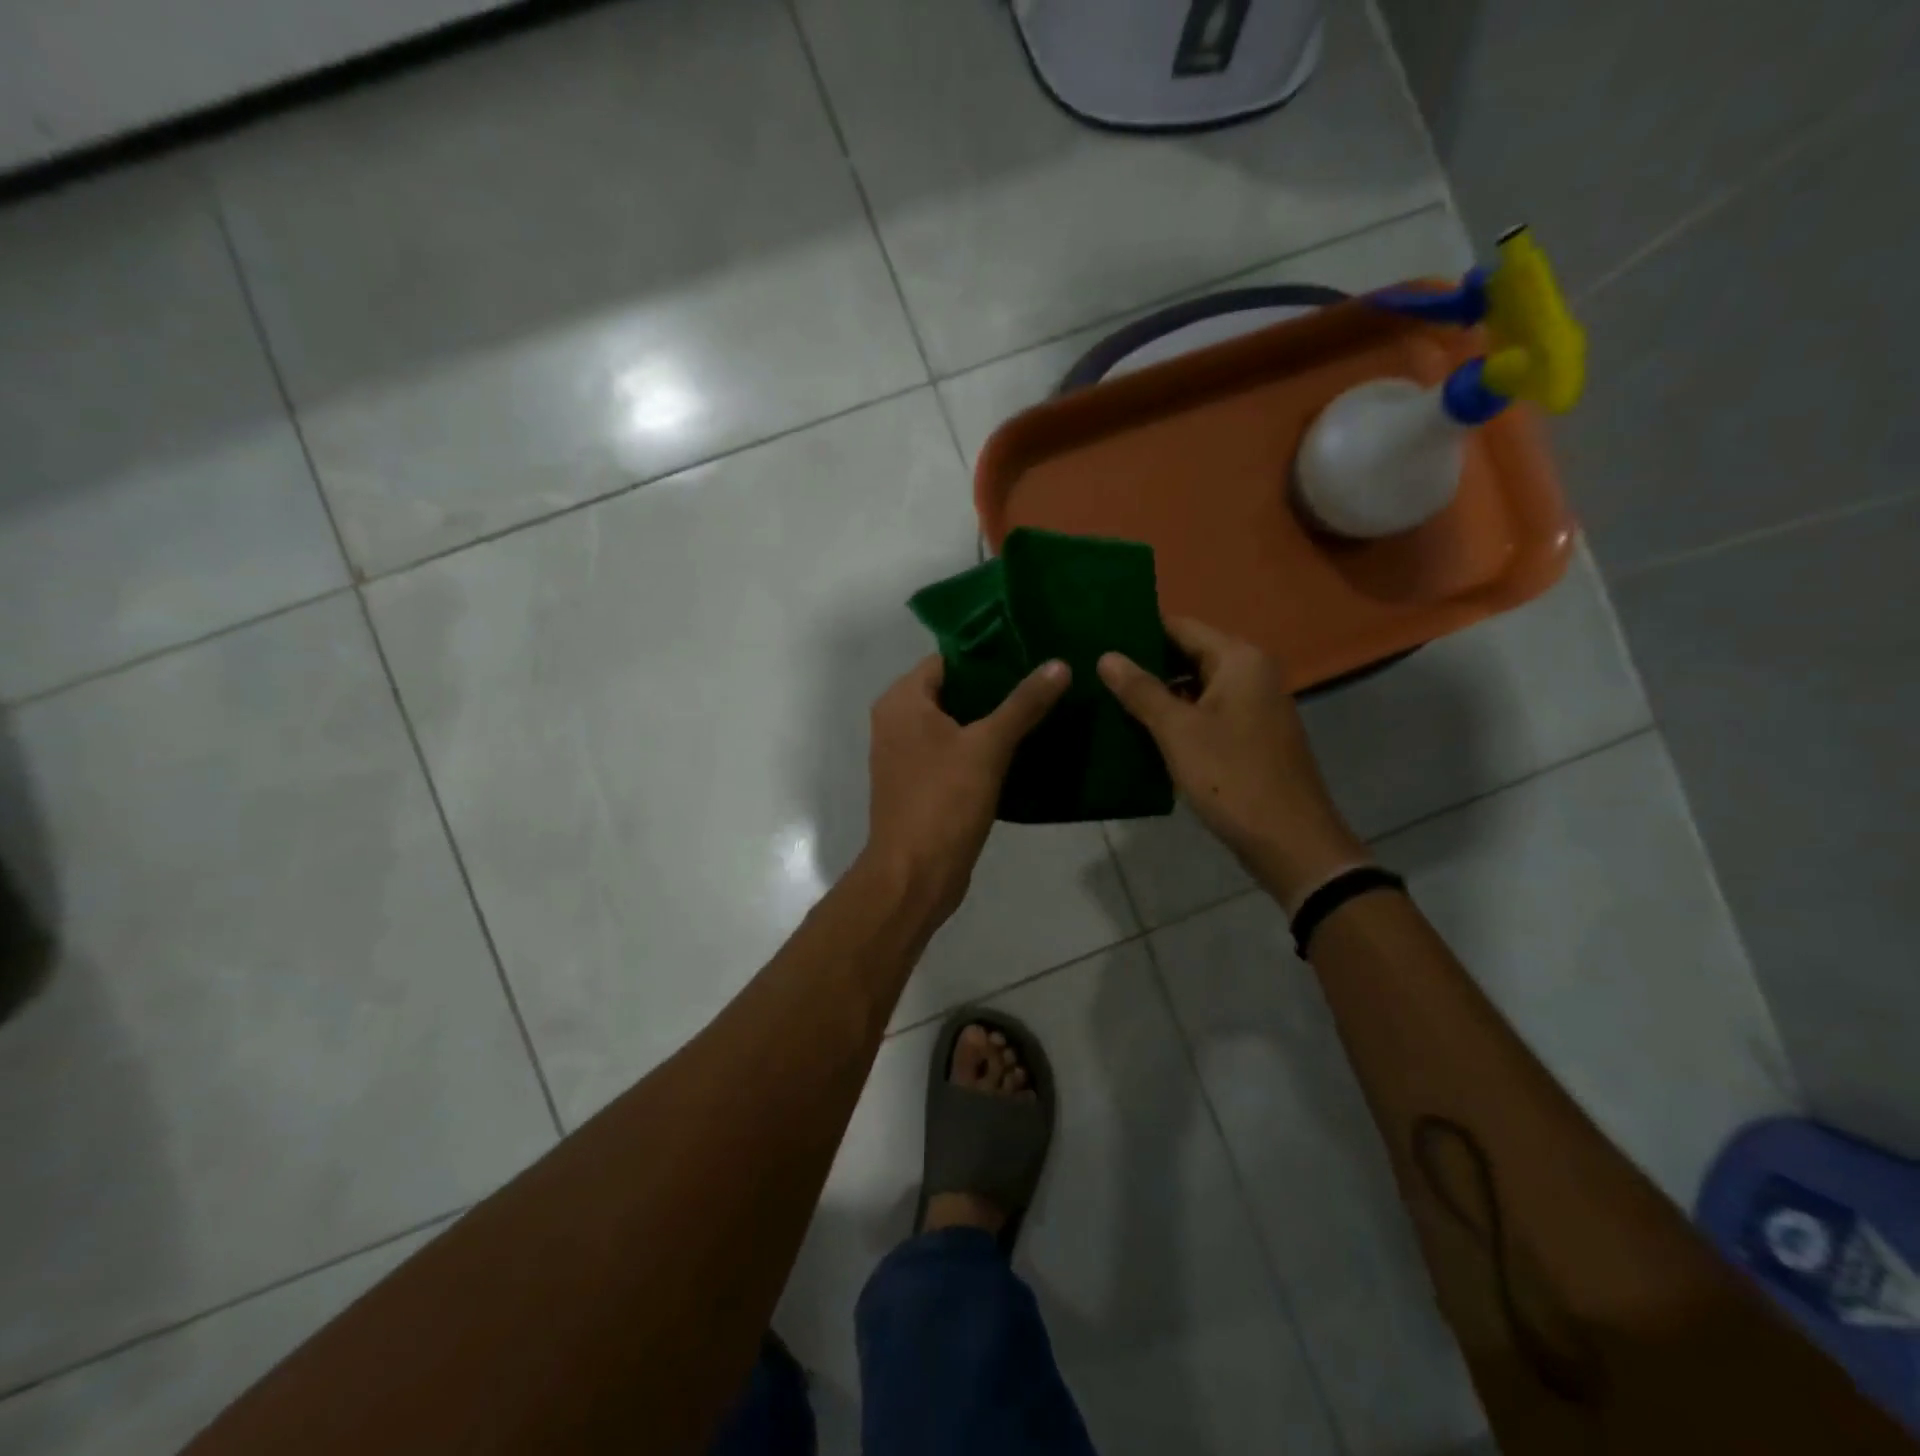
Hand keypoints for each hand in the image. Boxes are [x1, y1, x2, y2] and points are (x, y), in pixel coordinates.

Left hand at [863, 655, 1069, 921]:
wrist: (914, 874)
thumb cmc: (944, 801)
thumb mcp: (988, 747)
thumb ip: (1023, 704)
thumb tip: (1059, 664)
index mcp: (902, 701)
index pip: (947, 659)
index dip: (988, 655)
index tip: (1030, 653)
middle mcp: (896, 721)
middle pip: (953, 691)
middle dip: (995, 688)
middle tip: (1043, 682)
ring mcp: (905, 755)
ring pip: (955, 724)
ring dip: (991, 720)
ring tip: (1040, 710)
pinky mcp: (920, 783)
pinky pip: (953, 752)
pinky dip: (981, 748)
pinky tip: (1020, 748)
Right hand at [1098, 618, 1367, 910]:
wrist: (1290, 842)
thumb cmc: (1232, 777)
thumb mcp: (1177, 731)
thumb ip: (1140, 690)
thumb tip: (1106, 656)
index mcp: (1239, 659)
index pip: (1180, 626)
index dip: (1139, 632)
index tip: (1098, 639)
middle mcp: (1252, 673)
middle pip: (1188, 655)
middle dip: (1145, 665)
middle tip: (1096, 673)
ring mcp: (1254, 706)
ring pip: (1196, 687)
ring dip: (1158, 694)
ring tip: (1109, 699)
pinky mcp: (1251, 736)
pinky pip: (1207, 714)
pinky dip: (1177, 718)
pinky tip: (1142, 731)